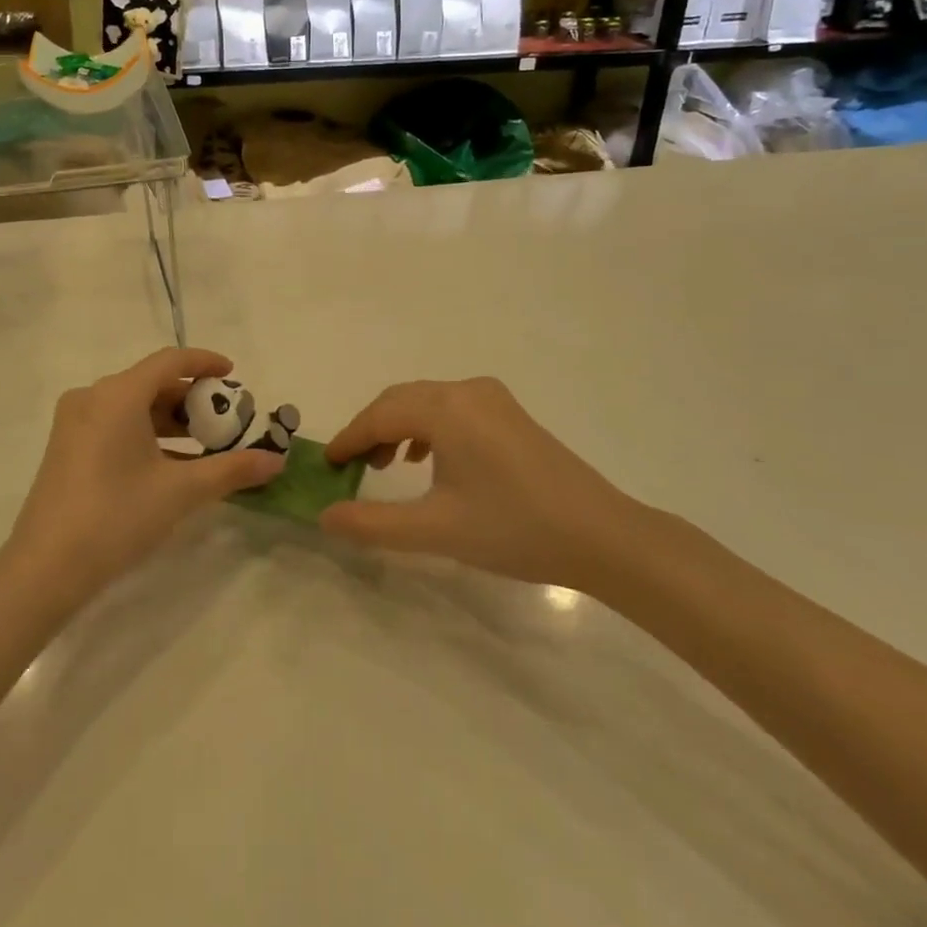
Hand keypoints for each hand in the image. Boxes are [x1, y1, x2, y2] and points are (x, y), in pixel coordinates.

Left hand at [3, 348, 282, 609]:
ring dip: (169, 419)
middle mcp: (92, 396)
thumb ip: (232, 469)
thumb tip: (276, 461)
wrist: (45, 568)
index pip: (170, 361)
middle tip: (225, 419)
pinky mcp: (66, 446)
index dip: (205, 362)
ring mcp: (74, 422)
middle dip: (191, 398)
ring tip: (204, 443)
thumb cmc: (117, 516)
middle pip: (151, 382)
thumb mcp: (181, 491)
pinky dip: (146, 433)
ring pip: (132, 405)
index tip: (234, 374)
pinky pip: (115, 423)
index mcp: (118, 394)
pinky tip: (169, 463)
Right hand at [319, 378, 643, 591]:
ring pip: (425, 402)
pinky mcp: (509, 413)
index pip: (379, 415)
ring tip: (383, 465)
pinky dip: (427, 427)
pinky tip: (426, 459)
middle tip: (350, 468)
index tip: (325, 466)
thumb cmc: (514, 528)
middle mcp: (465, 390)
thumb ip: (373, 523)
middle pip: (400, 401)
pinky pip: (451, 408)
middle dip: (370, 430)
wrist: (602, 536)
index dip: (348, 439)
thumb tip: (324, 516)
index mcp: (446, 408)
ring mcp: (492, 398)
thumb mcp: (435, 530)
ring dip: (397, 427)